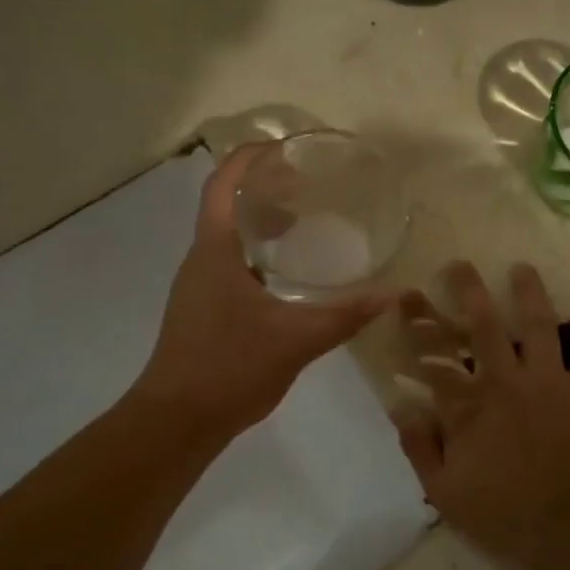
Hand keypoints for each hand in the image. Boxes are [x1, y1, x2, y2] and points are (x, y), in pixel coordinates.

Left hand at [134, 145, 389, 437]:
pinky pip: (229, 265)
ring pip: (228, 239)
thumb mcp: (295, 340)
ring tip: (302, 223)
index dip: (248, 157)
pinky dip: (257, 255)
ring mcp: (198, 288)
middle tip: (306, 184)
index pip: (222, 185)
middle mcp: (200, 261)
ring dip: (259, 222)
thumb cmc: (229, 368)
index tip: (284, 147)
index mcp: (214, 252)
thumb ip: (344, 316)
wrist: (177, 421)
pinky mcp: (202, 311)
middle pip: (226, 206)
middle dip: (262, 188)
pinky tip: (287, 278)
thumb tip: (393, 295)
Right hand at [391, 262, 569, 567]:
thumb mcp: (445, 491)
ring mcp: (550, 380)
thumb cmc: (505, 512)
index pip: (433, 355)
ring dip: (530, 293)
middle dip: (468, 290)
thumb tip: (400, 406)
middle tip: (460, 264)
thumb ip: (419, 447)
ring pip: (538, 325)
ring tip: (522, 267)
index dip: (416, 324)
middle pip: (482, 325)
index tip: (405, 297)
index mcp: (467, 404)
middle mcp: (505, 380)